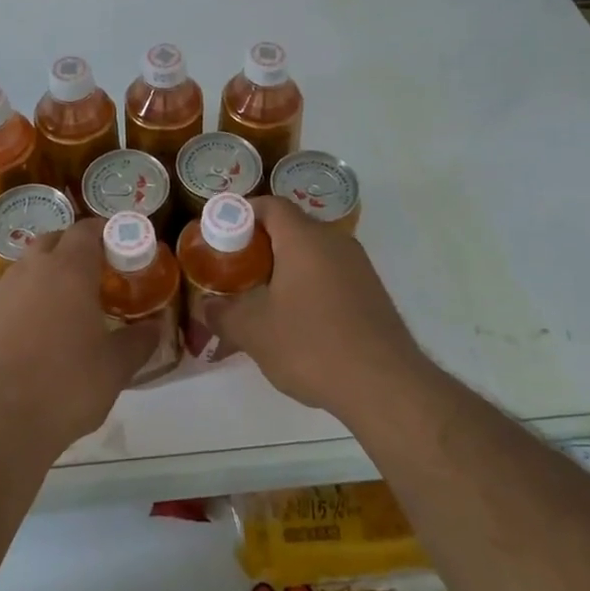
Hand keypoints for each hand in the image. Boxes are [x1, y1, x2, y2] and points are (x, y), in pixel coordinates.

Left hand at [0, 219, 156, 460]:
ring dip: (48, 276)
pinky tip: (37, 334)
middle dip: (74, 250)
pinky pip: (10, 296)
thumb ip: (139, 341)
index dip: (105, 234)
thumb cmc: (65, 386)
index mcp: (68, 270)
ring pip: (28, 267)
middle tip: (96, 276)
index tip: (121, 250)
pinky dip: (26, 302)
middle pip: (54, 241)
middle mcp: (31, 270)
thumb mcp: (115, 368)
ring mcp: (0, 292)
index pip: (87, 229)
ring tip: (67, 307)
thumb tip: (155, 326)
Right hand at [213, 198, 424, 417]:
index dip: (242, 213)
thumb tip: (205, 306)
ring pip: (312, 254)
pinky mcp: (372, 293)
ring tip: (262, 299)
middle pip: (291, 228)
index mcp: (304, 238)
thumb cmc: (311, 344)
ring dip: (285, 269)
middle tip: (235, 271)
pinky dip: (308, 286)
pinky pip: (330, 275)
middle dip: (260, 245)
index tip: (221, 236)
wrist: (385, 385)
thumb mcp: (254, 331)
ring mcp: (358, 266)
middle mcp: (335, 241)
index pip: (270, 205)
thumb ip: (222, 313)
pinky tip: (297, 321)